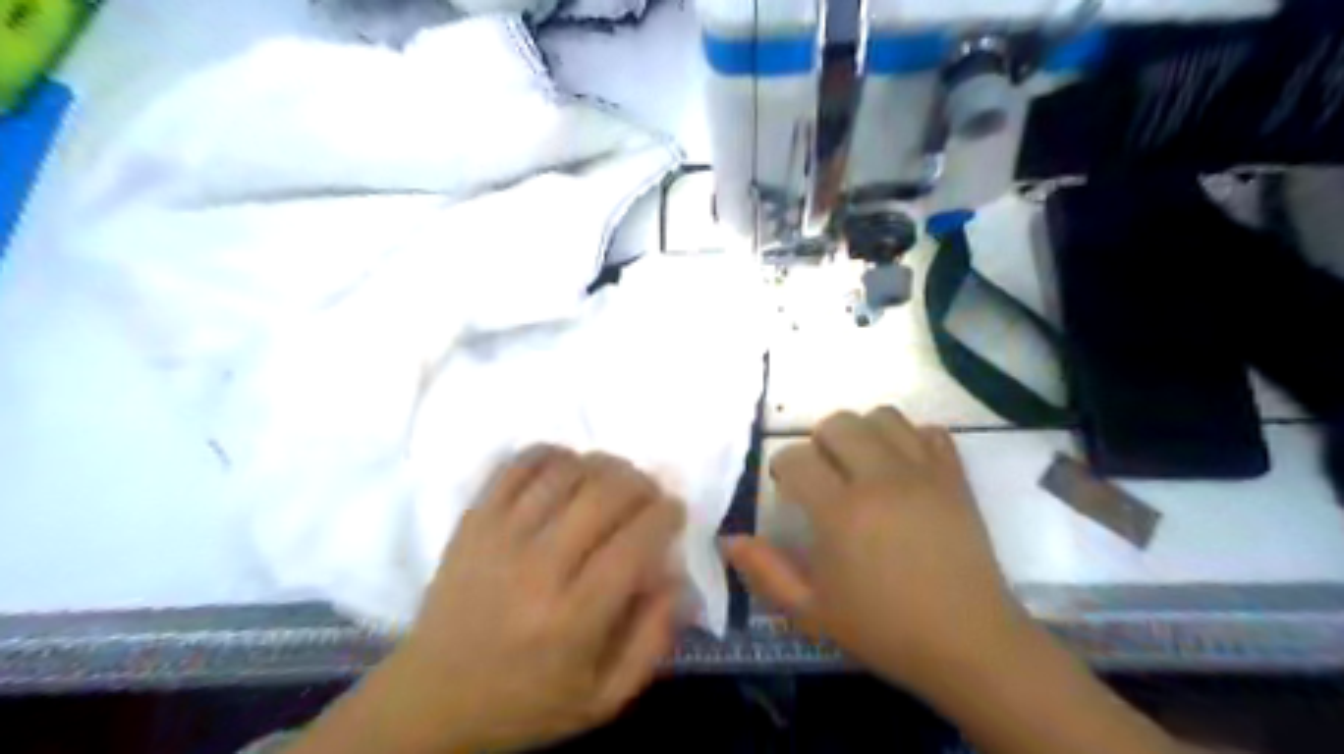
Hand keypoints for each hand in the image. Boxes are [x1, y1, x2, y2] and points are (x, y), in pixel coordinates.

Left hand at [310, 448, 686, 753]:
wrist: (432, 698)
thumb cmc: (526, 702)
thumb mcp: (604, 697)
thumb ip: (653, 639)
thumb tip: (677, 576)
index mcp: (572, 618)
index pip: (634, 542)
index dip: (665, 515)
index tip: (675, 511)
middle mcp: (536, 569)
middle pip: (603, 494)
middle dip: (641, 483)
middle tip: (650, 493)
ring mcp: (499, 537)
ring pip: (565, 472)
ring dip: (602, 464)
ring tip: (614, 480)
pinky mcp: (473, 520)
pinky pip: (517, 465)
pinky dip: (552, 454)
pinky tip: (568, 467)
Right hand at [730, 411, 1026, 696]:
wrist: (970, 643)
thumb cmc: (885, 630)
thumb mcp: (812, 611)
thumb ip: (765, 572)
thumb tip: (728, 539)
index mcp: (840, 511)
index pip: (797, 457)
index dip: (783, 467)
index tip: (787, 488)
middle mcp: (880, 479)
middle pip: (839, 423)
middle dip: (819, 441)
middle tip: (823, 473)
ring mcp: (923, 473)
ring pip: (884, 416)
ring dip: (864, 432)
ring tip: (862, 464)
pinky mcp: (955, 477)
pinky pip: (931, 432)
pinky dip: (912, 439)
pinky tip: (904, 468)